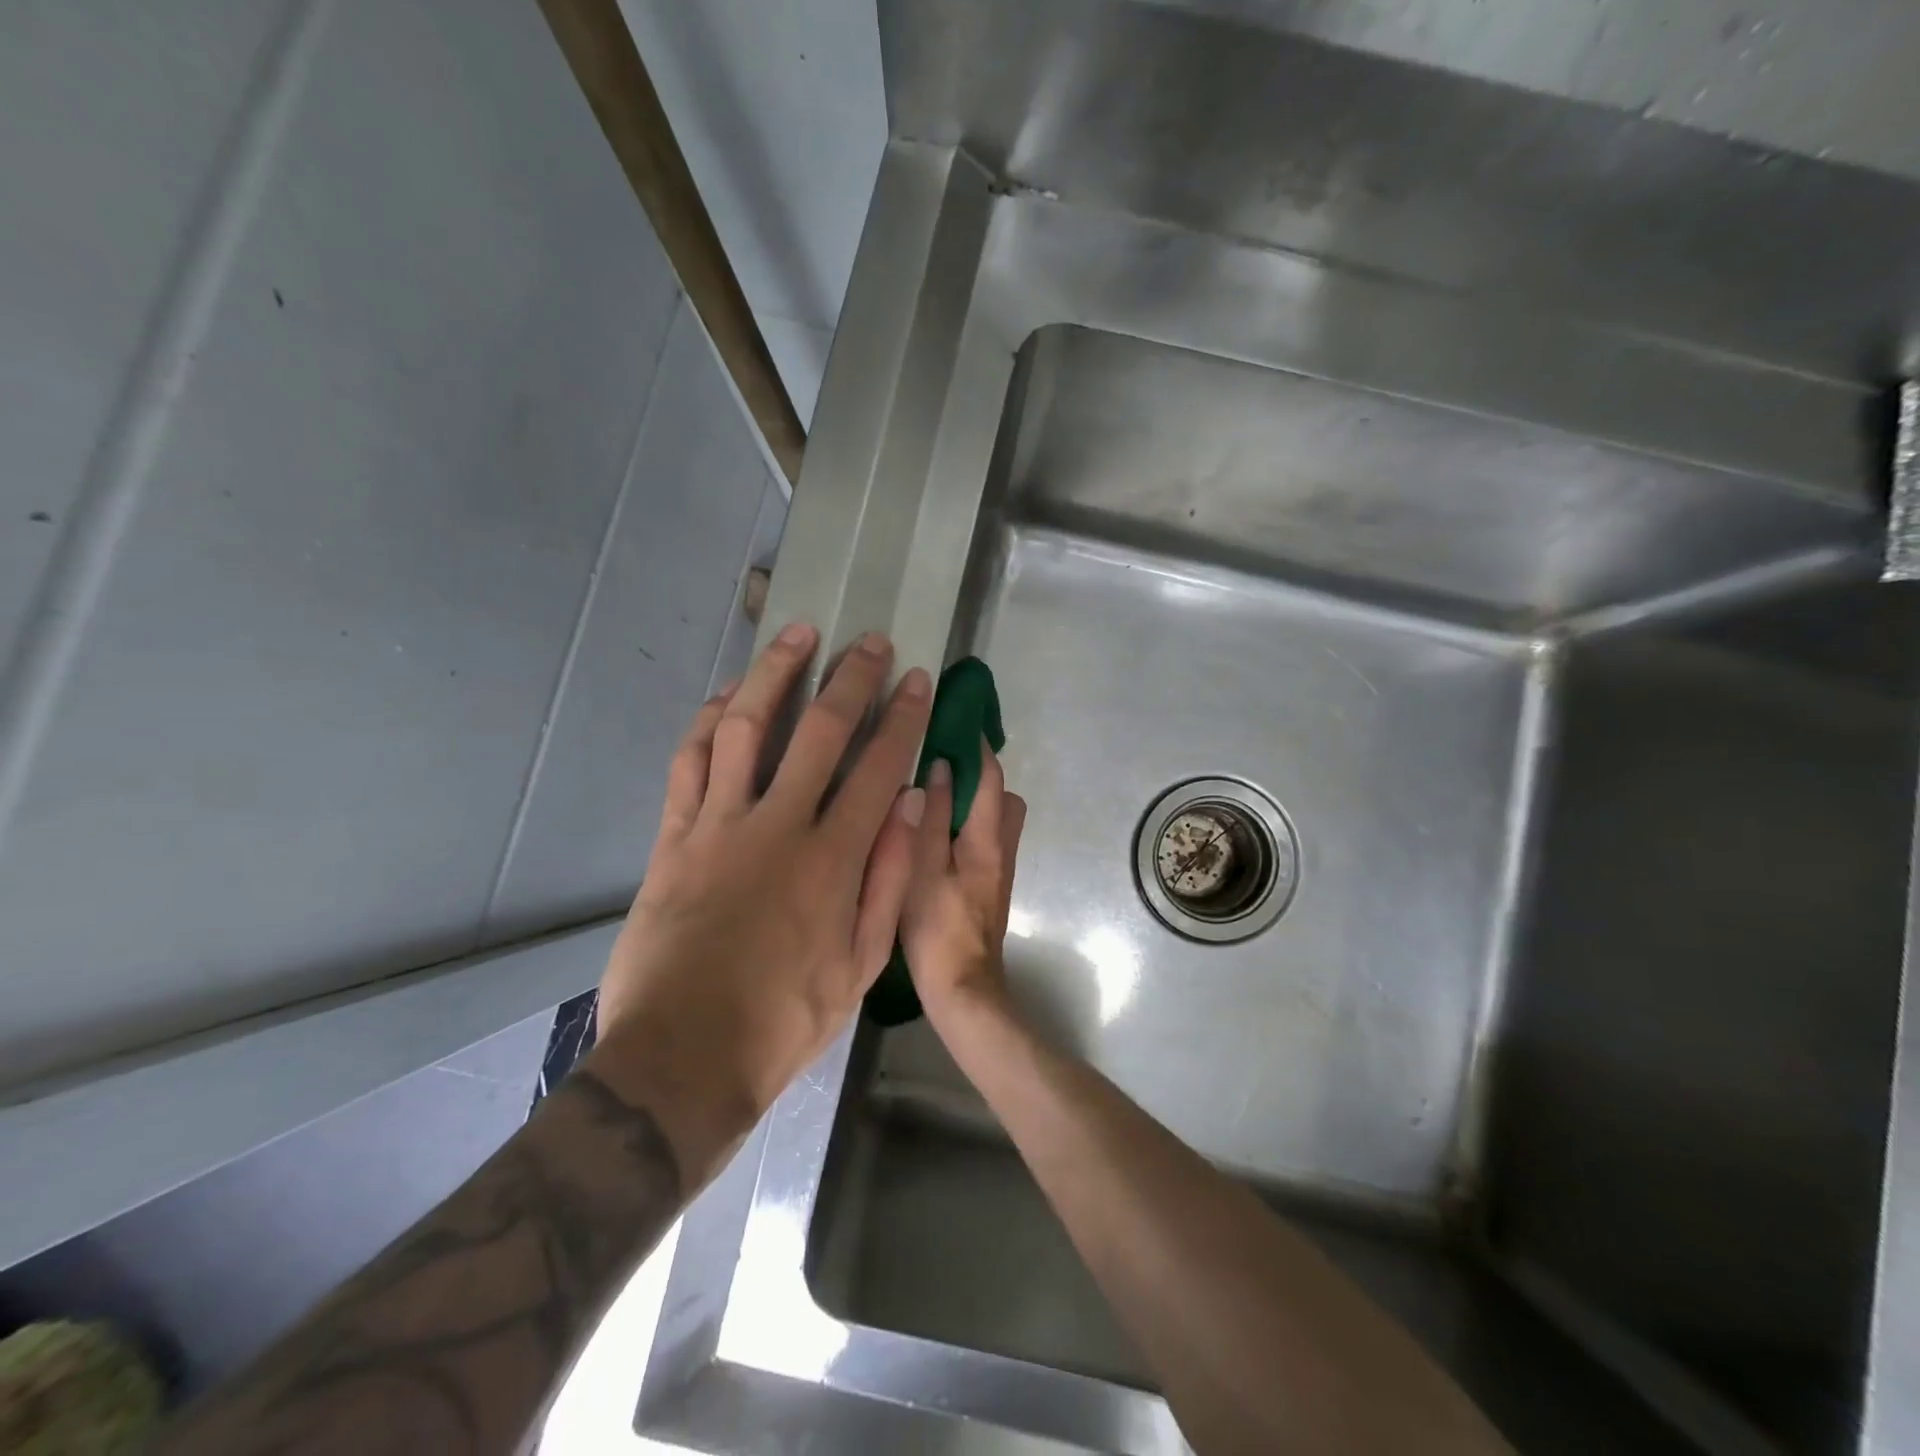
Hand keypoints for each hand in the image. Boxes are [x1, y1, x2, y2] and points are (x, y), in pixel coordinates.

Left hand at [587, 622, 931, 1176]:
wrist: (682, 1058)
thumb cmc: (785, 1019)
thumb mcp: (863, 964)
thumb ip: (889, 878)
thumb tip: (910, 803)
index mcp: (832, 860)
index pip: (878, 766)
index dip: (901, 717)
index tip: (915, 680)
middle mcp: (777, 826)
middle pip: (819, 731)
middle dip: (850, 678)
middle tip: (869, 642)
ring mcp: (718, 826)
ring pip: (746, 727)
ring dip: (774, 674)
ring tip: (798, 633)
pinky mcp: (673, 837)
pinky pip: (690, 762)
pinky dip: (708, 720)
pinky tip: (726, 695)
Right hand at [900, 743, 1026, 1018]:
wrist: (963, 989)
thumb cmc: (937, 929)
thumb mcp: (923, 869)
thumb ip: (931, 818)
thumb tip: (940, 768)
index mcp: (986, 839)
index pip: (991, 777)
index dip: (978, 746)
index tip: (959, 719)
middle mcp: (1002, 848)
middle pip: (1003, 797)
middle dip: (980, 775)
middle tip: (940, 765)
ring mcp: (1000, 870)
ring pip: (997, 820)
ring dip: (975, 801)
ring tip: (935, 799)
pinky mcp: (992, 887)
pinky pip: (987, 840)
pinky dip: (970, 825)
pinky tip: (937, 836)